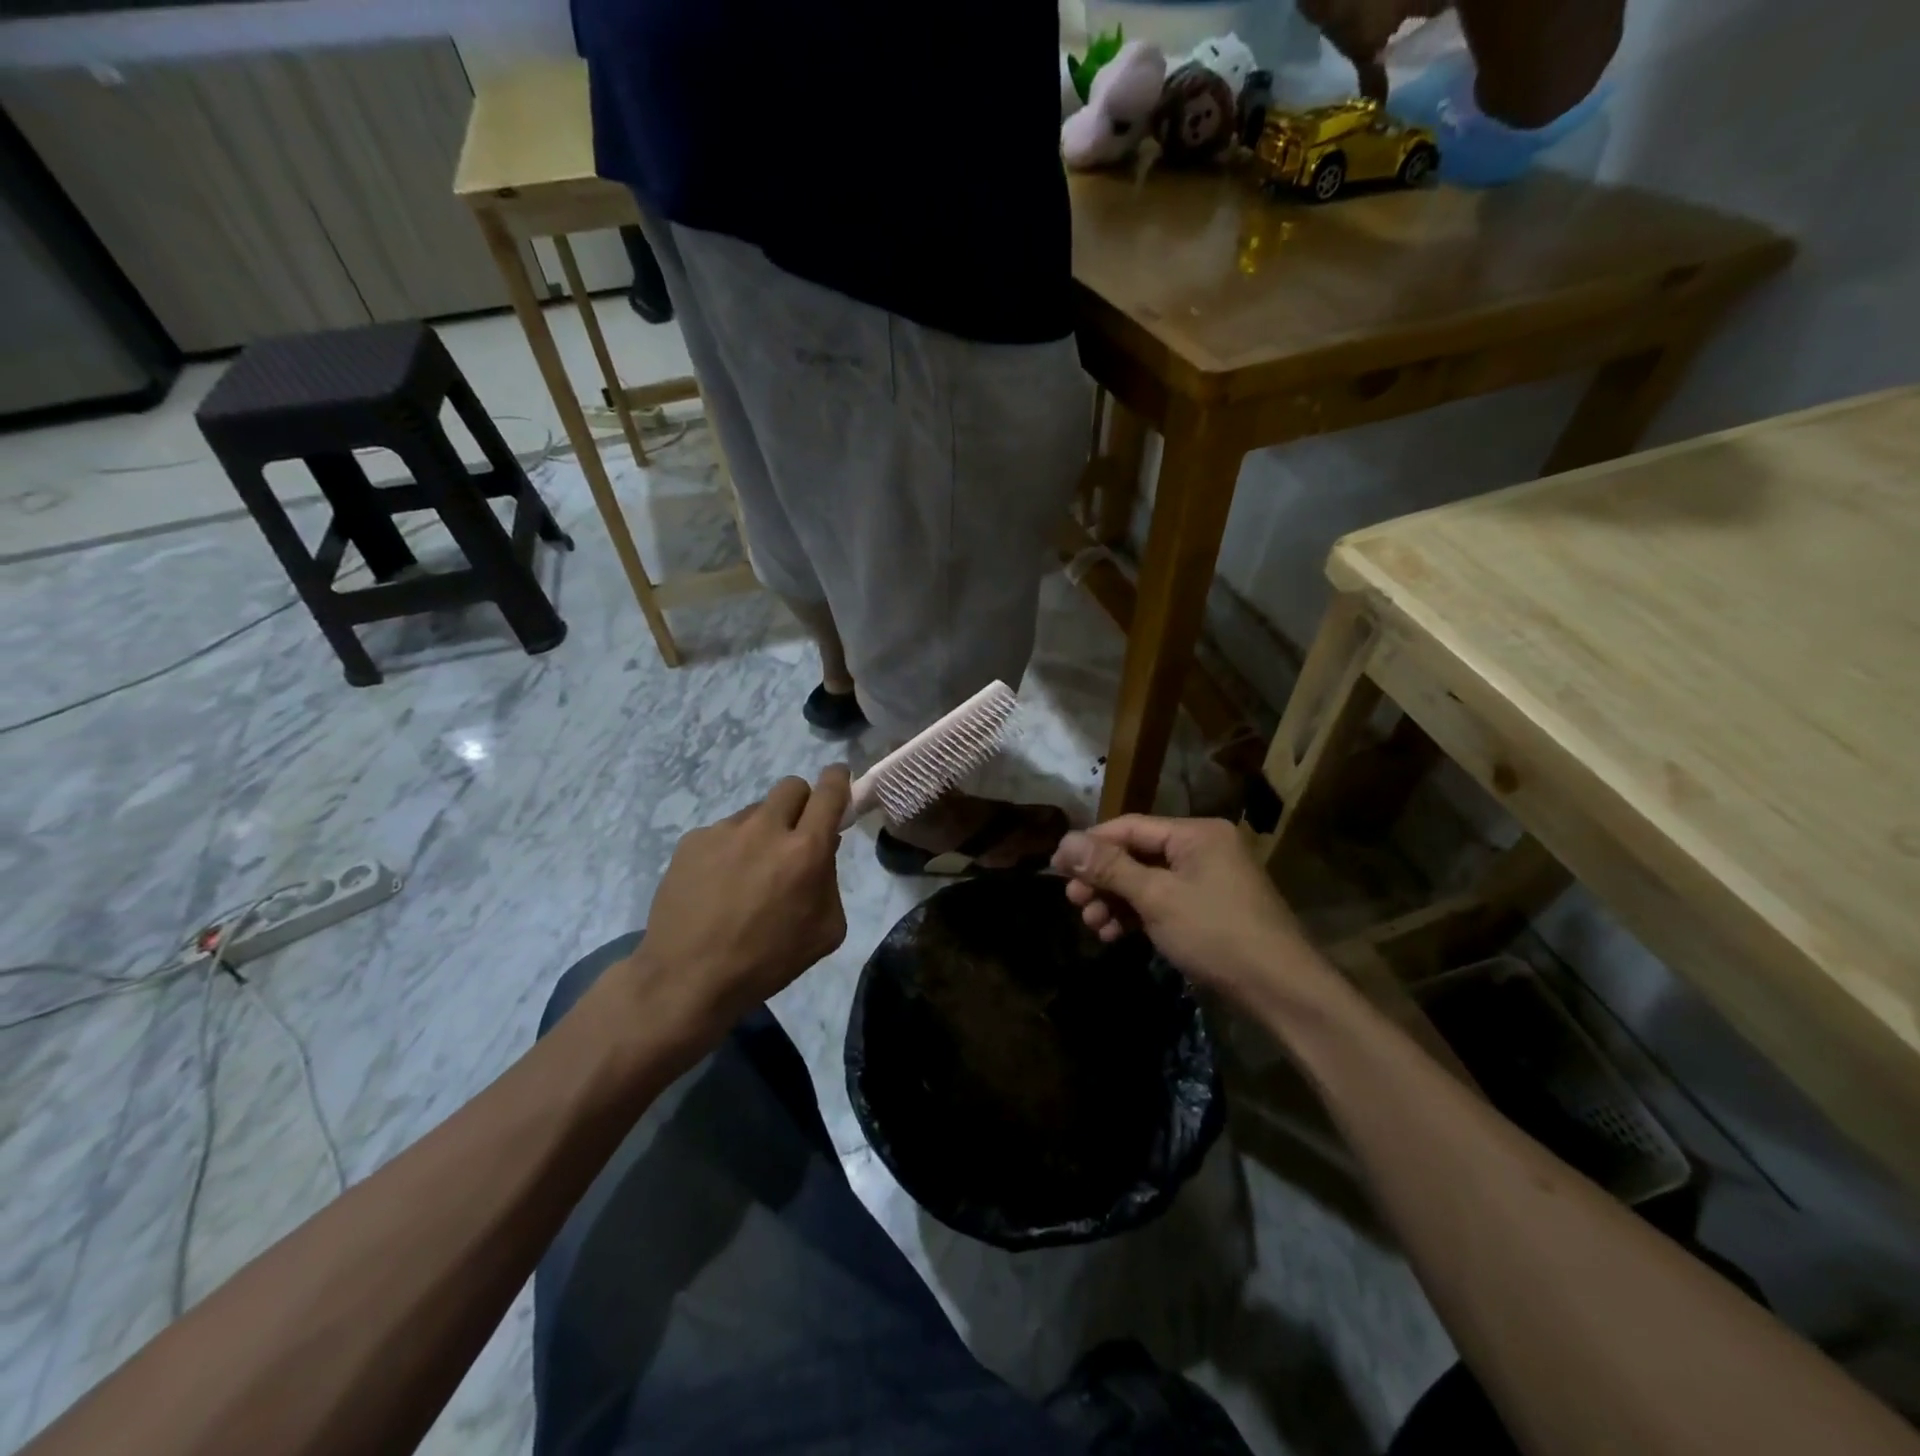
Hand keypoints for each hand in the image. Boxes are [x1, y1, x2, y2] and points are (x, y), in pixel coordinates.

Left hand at [620, 766, 850, 1043]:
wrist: (687, 979)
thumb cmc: (767, 961)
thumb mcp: (825, 930)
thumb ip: (831, 879)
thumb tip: (823, 848)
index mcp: (805, 850)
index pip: (829, 790)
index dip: (837, 779)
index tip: (838, 782)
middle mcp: (766, 829)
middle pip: (792, 786)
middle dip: (801, 803)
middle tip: (793, 837)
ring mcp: (724, 831)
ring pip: (756, 812)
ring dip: (763, 831)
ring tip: (747, 874)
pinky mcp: (692, 841)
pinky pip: (723, 832)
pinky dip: (729, 849)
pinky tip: (718, 885)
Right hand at [1051, 816, 1318, 1008]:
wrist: (1280, 989)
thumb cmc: (1216, 933)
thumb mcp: (1157, 897)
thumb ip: (1110, 868)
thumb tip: (1064, 843)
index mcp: (1196, 833)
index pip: (1130, 827)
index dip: (1090, 845)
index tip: (1056, 866)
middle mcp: (1202, 848)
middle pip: (1137, 854)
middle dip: (1102, 879)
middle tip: (1074, 901)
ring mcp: (1207, 880)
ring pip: (1147, 881)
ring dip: (1115, 901)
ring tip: (1092, 924)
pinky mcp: (1208, 909)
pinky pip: (1162, 901)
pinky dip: (1137, 915)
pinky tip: (1114, 934)